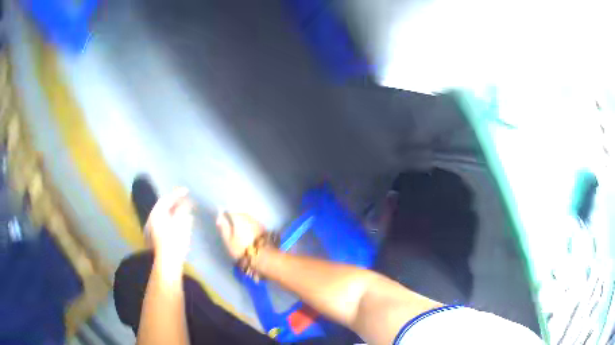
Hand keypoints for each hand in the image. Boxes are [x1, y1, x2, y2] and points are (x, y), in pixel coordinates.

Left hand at [146, 187, 193, 268]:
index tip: (187, 190)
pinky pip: (165, 223)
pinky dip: (173, 219)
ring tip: (185, 210)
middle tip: (186, 199)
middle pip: (164, 207)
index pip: (167, 199)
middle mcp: (152, 219)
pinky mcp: (157, 237)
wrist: (168, 261)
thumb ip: (183, 209)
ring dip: (174, 211)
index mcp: (157, 213)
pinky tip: (181, 222)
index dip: (177, 193)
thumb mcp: (181, 222)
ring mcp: (153, 229)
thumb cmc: (174, 240)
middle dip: (175, 202)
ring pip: (165, 215)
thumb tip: (186, 202)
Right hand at [216, 212, 264, 259]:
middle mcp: (249, 217)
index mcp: (239, 218)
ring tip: (238, 232)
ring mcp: (257, 222)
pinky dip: (249, 226)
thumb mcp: (229, 240)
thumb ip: (224, 227)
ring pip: (247, 218)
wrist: (263, 257)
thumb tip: (220, 218)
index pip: (230, 212)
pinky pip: (253, 223)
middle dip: (234, 219)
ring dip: (242, 222)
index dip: (224, 217)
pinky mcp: (263, 229)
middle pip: (239, 214)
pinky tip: (247, 234)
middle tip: (229, 228)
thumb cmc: (242, 249)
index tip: (221, 224)